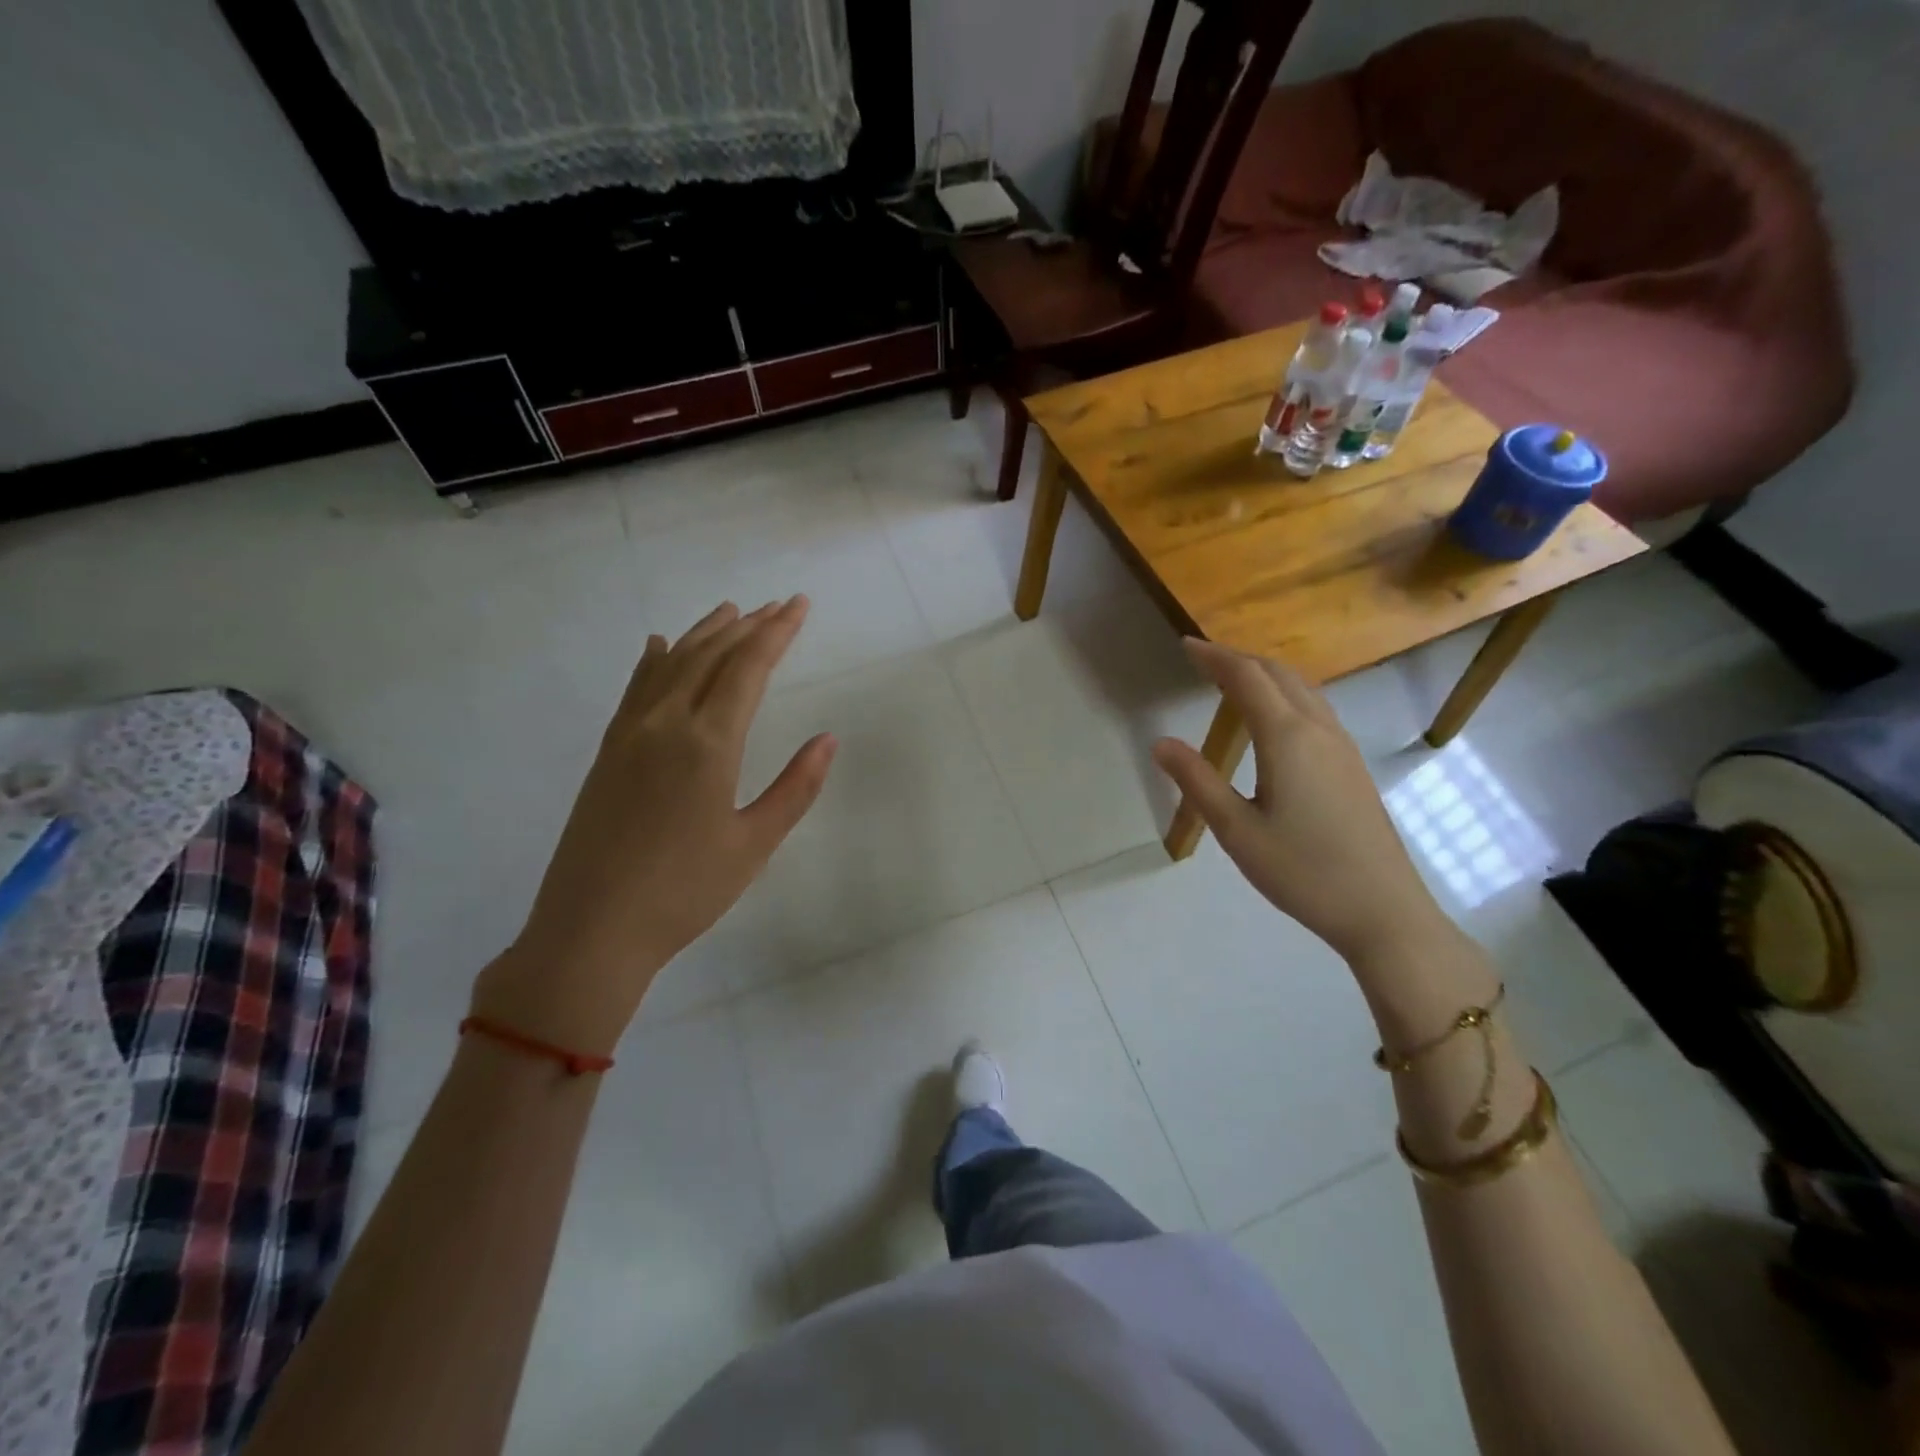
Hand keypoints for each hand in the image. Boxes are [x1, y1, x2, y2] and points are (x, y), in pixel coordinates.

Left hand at [471, 598, 835, 1054]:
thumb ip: (795, 787)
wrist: (592, 929)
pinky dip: (654, 660)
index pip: (748, 668)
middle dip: (749, 626)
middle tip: (778, 604)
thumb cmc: (685, 892)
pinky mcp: (608, 751)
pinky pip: (635, 688)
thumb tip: (827, 739)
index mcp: (708, 743)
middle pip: (711, 656)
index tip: (799, 606)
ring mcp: (630, 734)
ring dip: (704, 634)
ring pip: (671, 664)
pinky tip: (660, 646)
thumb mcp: (754, 844)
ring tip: (730, 612)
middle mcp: (666, 723)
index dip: (777, 633)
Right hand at [1151, 639, 1448, 967]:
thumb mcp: (1237, 830)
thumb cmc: (1302, 871)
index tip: (1184, 645)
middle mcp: (1318, 729)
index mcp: (1287, 738)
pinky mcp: (1352, 765)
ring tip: (1232, 681)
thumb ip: (1197, 781)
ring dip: (1265, 674)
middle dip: (1239, 658)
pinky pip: (1315, 708)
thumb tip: (1160, 742)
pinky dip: (1285, 694)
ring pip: (1302, 688)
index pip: (1246, 677)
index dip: (1214, 657)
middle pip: (1278, 673)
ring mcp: (1341, 746)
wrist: (1383, 911)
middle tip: (1202, 660)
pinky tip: (1272, 719)